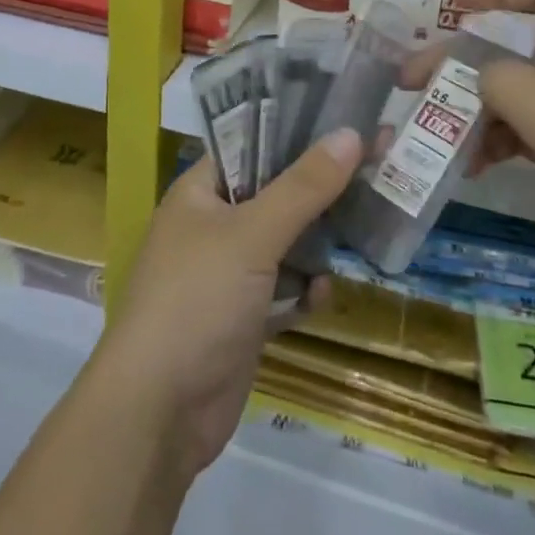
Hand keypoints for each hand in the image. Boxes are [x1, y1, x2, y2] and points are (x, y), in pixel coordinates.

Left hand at [91, 129, 364, 477]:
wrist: (159, 412)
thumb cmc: (198, 299)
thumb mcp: (252, 234)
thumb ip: (303, 187)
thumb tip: (351, 134)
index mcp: (200, 192)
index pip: (251, 146)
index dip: (296, 133)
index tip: (347, 122)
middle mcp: (212, 226)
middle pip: (274, 194)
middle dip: (320, 188)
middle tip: (375, 167)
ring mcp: (227, 276)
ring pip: (283, 245)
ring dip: (317, 243)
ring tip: (366, 225)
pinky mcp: (242, 320)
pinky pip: (283, 293)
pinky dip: (304, 292)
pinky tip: (324, 294)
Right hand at [429, 0, 534, 325]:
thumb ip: (510, 87)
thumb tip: (484, 72)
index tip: (452, 6)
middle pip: (526, 52)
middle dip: (468, 64)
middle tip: (416, 86)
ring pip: (531, 98)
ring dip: (485, 112)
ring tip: (445, 141)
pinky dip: (510, 144)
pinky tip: (481, 168)